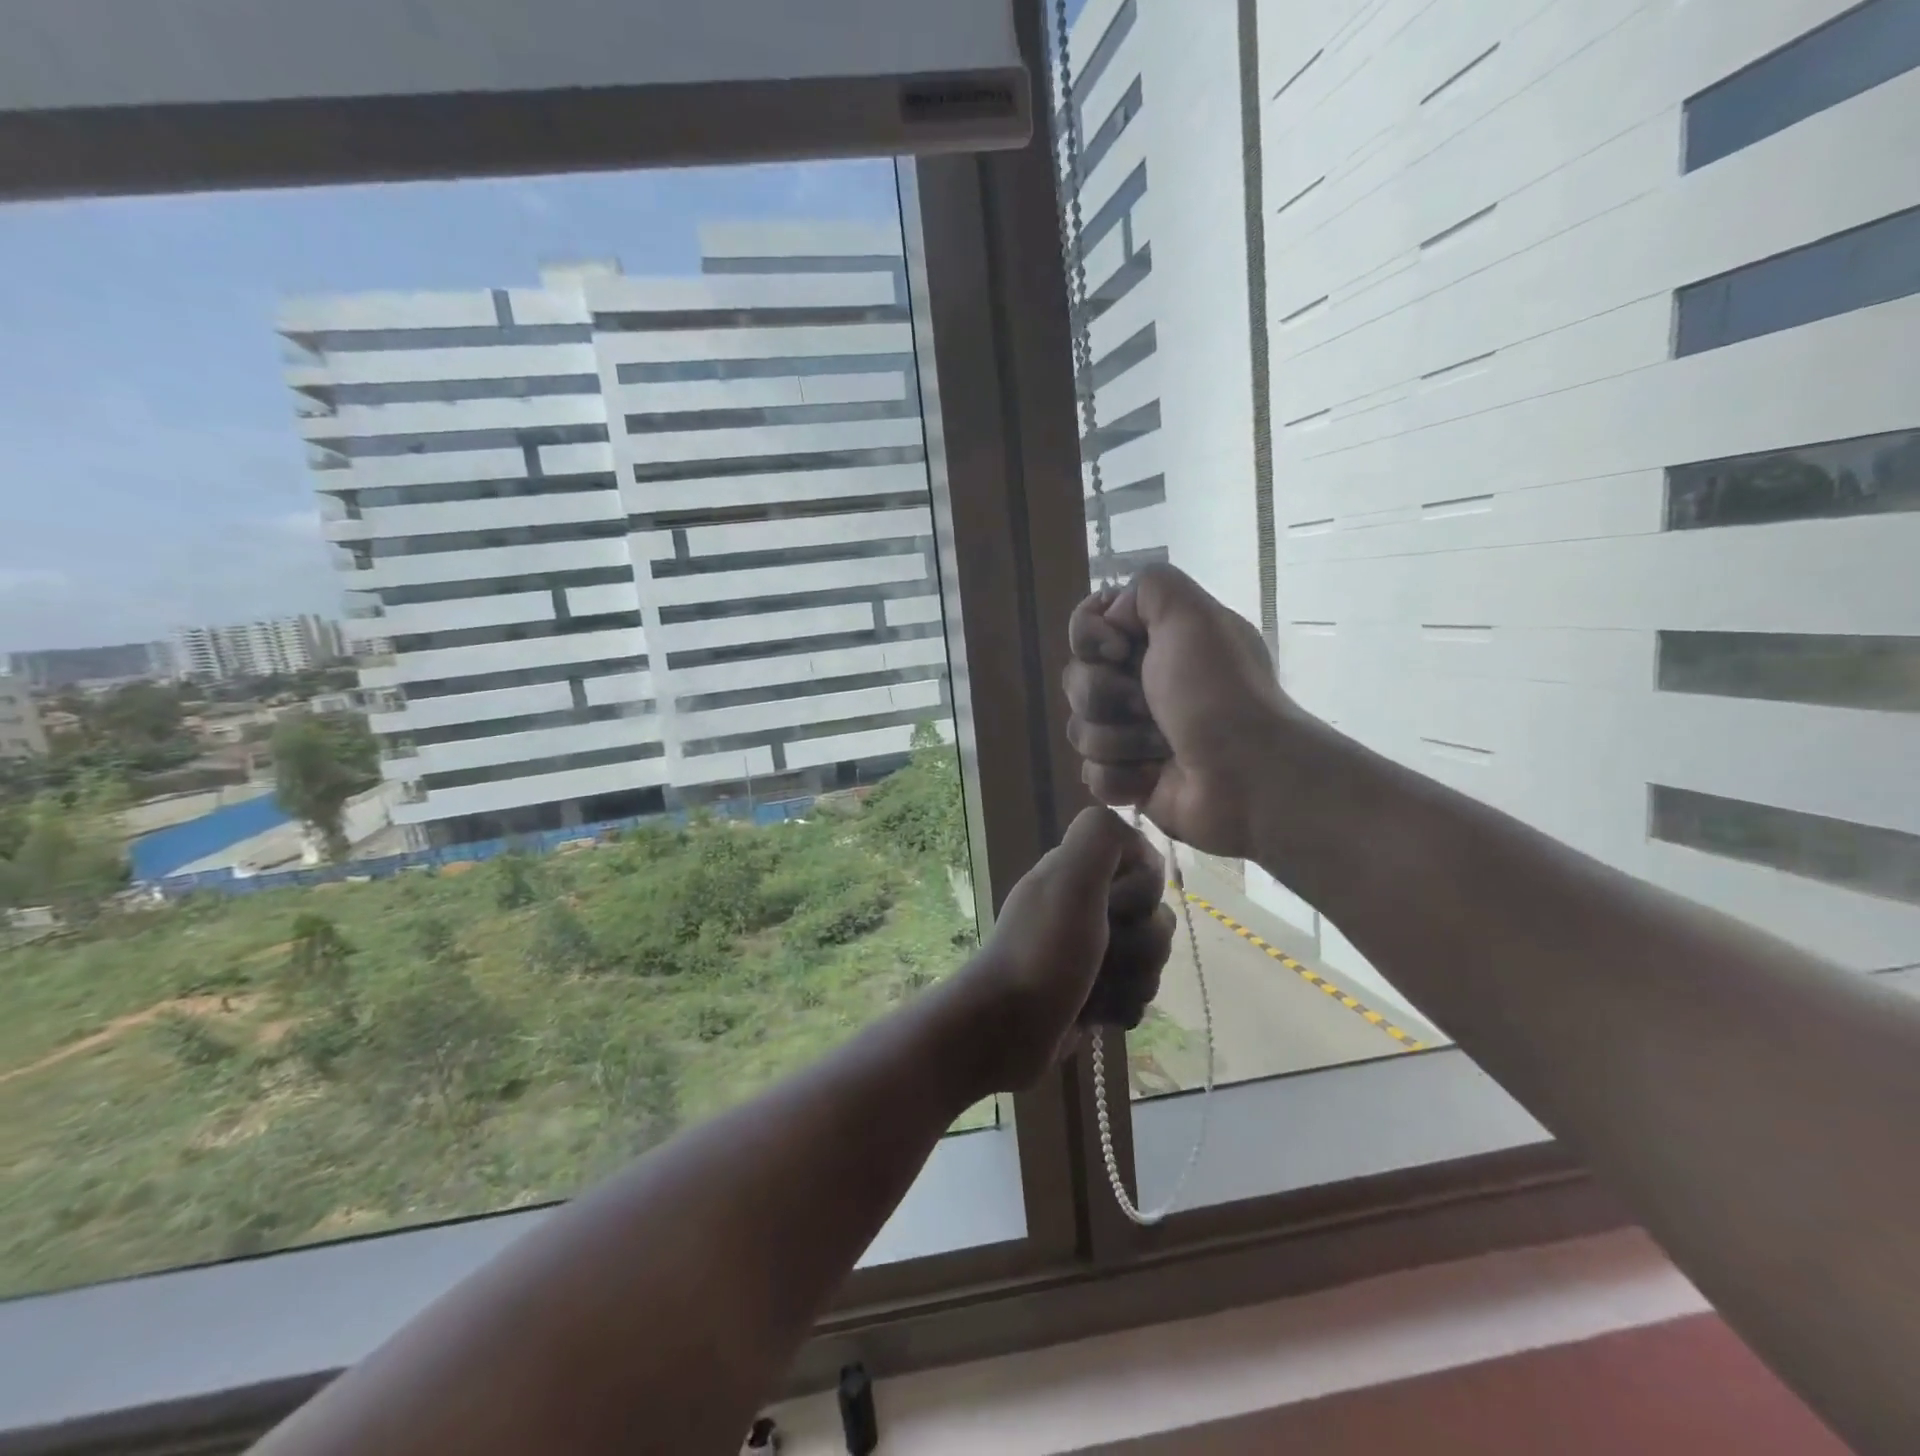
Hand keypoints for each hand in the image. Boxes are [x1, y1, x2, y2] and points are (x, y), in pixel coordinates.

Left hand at [958, 807, 1175, 1091]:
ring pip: (1150, 958)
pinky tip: (1097, 1014)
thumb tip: (1135, 838)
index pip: (1145, 866)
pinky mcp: (1093, 991)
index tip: (1116, 906)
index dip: (1143, 889)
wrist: (1005, 1032)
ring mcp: (1088, 950)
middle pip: (1154, 917)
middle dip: (1141, 945)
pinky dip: (1122, 1005)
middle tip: (1103, 956)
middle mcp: (1084, 905)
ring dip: (1132, 979)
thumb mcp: (1069, 880)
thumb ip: (1100, 837)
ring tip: (1095, 991)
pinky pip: (1136, 993)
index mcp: (1076, 872)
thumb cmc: (1042, 953)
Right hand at [1064, 563, 1295, 859]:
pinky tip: (1151, 779)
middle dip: (1107, 695)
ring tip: (1160, 749)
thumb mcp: (1192, 614)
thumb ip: (1148, 586)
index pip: (1087, 628)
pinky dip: (1120, 778)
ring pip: (1079, 730)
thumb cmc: (1219, 693)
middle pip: (1077, 680)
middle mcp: (1141, 683)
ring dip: (1118, 740)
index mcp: (1156, 642)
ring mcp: (1131, 734)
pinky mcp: (1128, 780)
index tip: (1119, 650)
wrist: (1248, 777)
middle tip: (1150, 706)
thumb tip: (1111, 617)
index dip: (1091, 638)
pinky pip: (1091, 774)